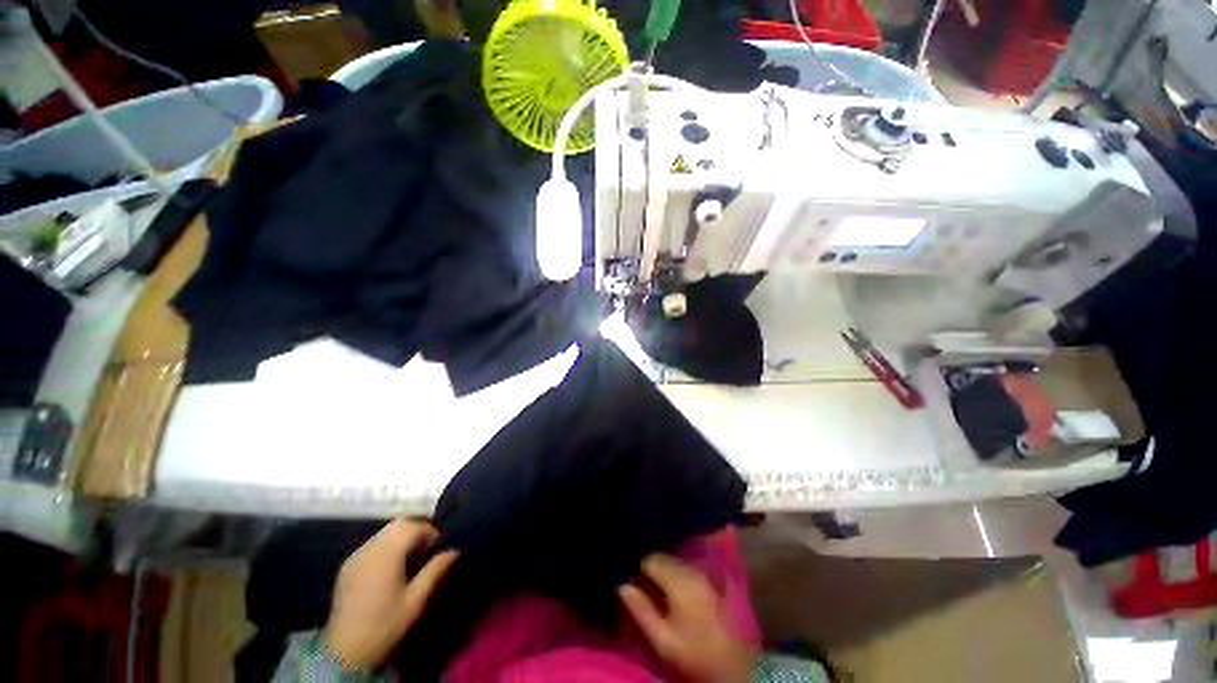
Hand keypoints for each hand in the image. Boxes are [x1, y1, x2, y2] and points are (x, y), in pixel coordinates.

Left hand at [323, 519, 457, 669]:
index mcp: (387, 555)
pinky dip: (386, 545)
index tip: (439, 545)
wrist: (344, 652)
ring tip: (411, 556)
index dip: (430, 531)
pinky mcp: (347, 567)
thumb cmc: (385, 625)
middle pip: (397, 525)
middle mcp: (370, 549)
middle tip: (427, 548)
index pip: (413, 527)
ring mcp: (355, 557)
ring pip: (383, 532)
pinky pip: (371, 544)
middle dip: (416, 530)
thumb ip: (435, 570)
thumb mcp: (415, 600)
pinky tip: (391, 566)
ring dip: (401, 536)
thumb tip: (454, 550)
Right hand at [618, 554, 756, 682]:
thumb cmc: (693, 654)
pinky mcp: (710, 581)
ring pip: (675, 561)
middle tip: (643, 587)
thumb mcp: (662, 639)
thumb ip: (641, 610)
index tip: (633, 581)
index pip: (651, 559)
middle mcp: (692, 571)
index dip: (639, 569)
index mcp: (679, 582)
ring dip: (664, 570)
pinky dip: (676, 573)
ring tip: (657, 590)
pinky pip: (686, 567)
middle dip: (651, 568)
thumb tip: (621, 585)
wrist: (732, 667)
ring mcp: (703, 575)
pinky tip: (673, 591)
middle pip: (664, 557)